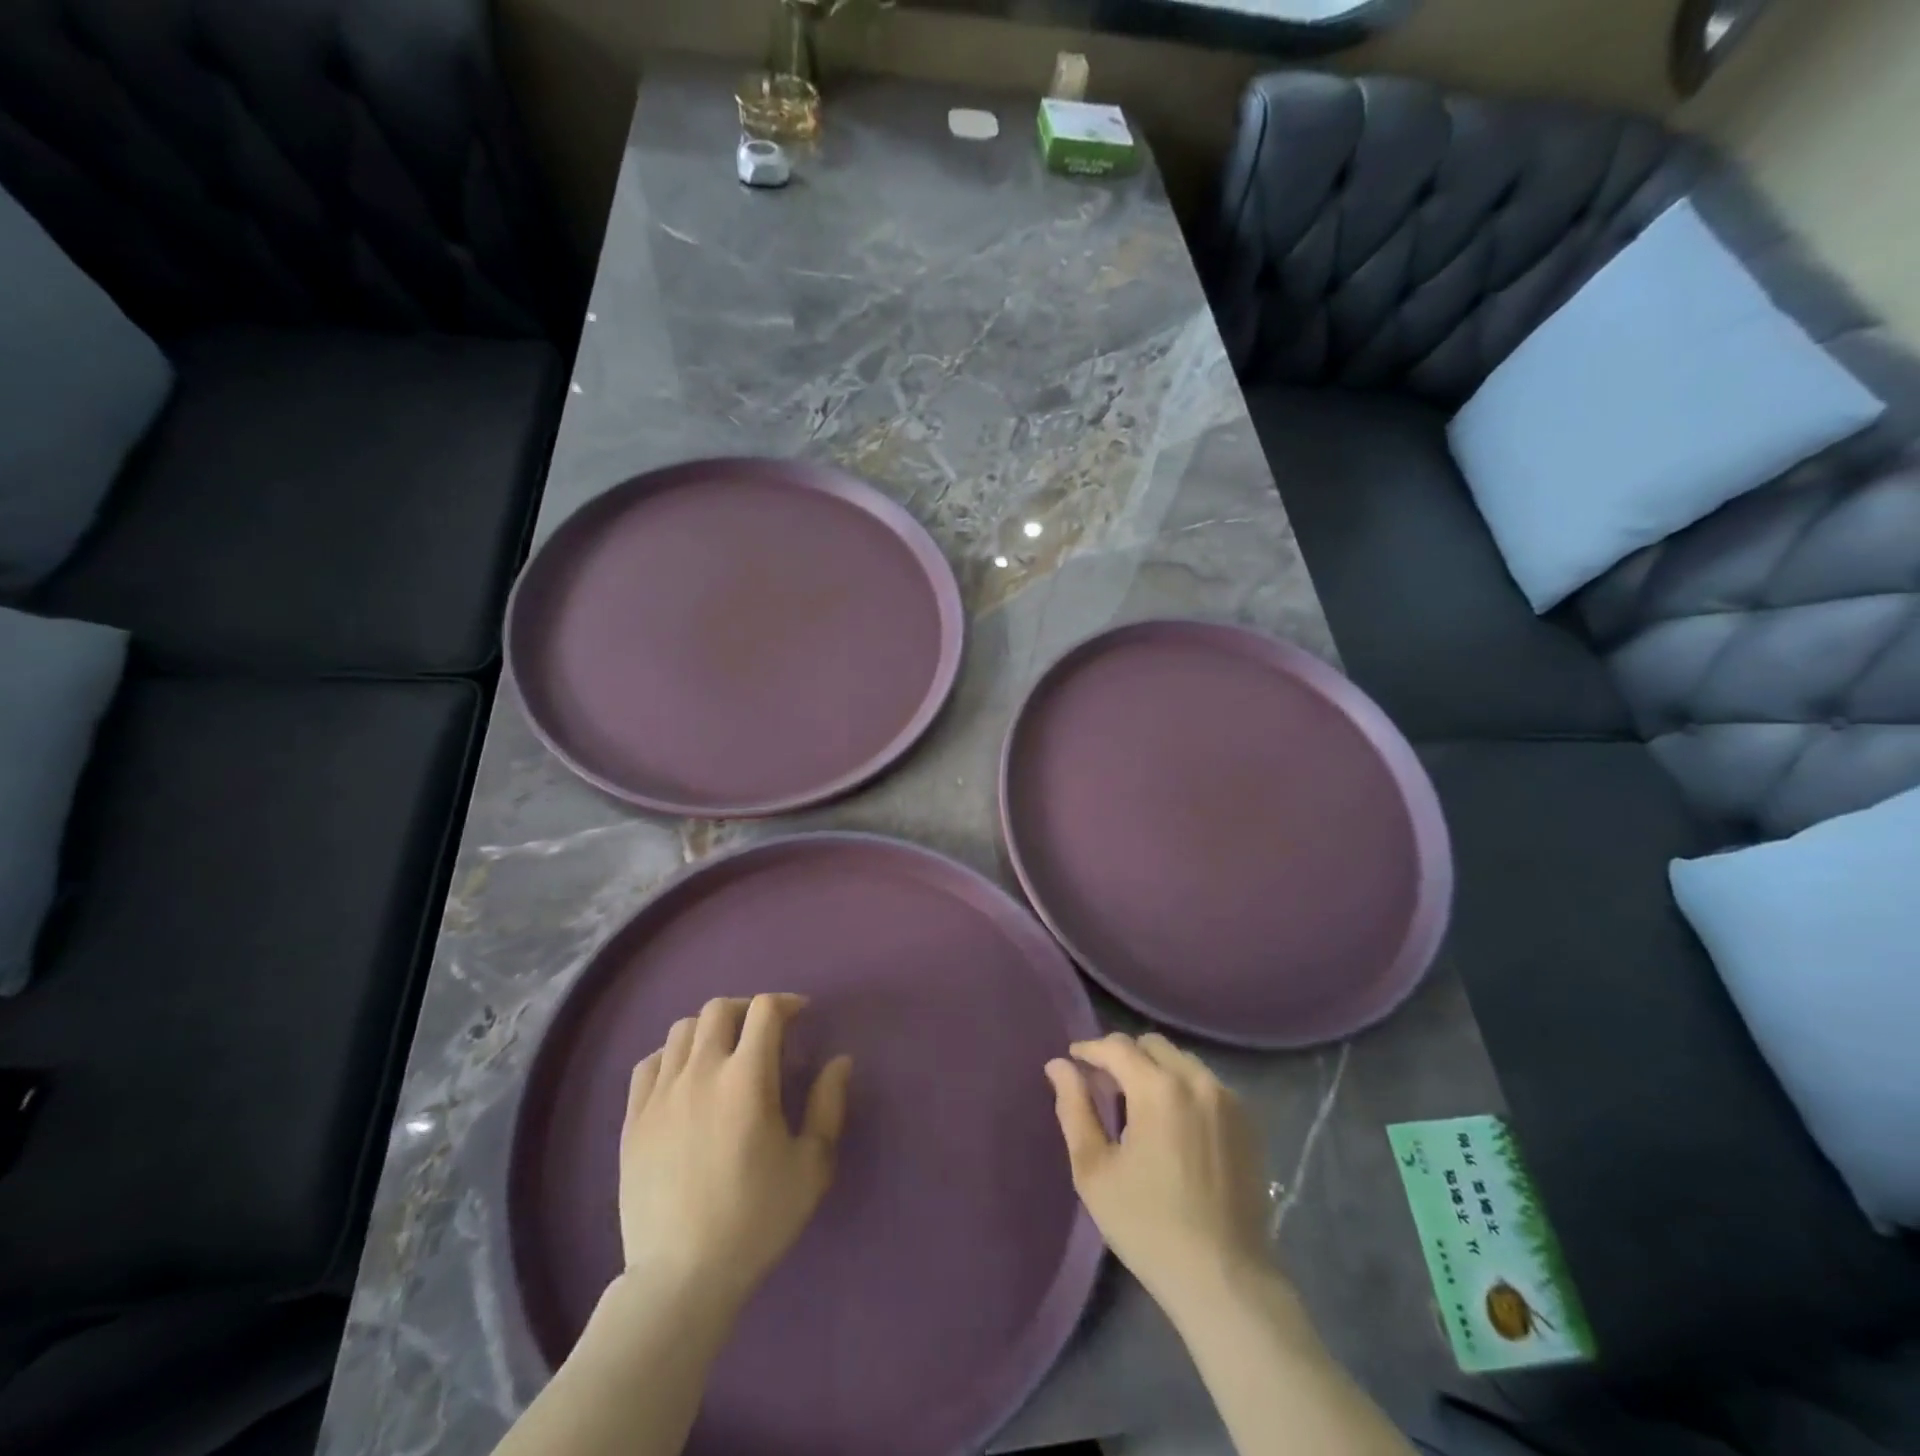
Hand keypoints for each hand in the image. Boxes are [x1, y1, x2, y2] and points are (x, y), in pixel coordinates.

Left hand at [618, 994, 852, 1313]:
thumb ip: (829, 1105)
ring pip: (682, 1030)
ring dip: (710, 1029)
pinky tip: (685, 1078)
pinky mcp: (633, 1120)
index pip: (765, 1010)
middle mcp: (701, 1072)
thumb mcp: (811, 1166)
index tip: (801, 1015)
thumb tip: (839, 1061)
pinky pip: (648, 1064)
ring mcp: (661, 1094)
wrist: (681, 1279)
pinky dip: (672, 1057)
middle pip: (720, 1009)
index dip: (787, 1003)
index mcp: (747, 1078)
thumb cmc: (756, 1220)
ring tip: (725, 1052)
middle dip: (748, 1009)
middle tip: (765, 1031)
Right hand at [1045, 1032, 1270, 1314]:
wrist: (1225, 1280)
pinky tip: (1173, 1123)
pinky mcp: (1248, 1122)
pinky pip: (1206, 1084)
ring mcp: (1228, 1100)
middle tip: (1104, 1086)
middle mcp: (1197, 1080)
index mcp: (1158, 1088)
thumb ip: (1074, 1108)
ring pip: (1181, 1061)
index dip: (1090, 1049)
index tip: (1073, 1061)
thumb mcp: (1094, 1170)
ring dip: (1155, 1069)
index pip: (1117, 1046)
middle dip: (1123, 1055)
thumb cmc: (1148, 1226)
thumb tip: (1058, 1065)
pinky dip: (1183, 1087)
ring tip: (1138, 1105)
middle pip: (1152, 1045)